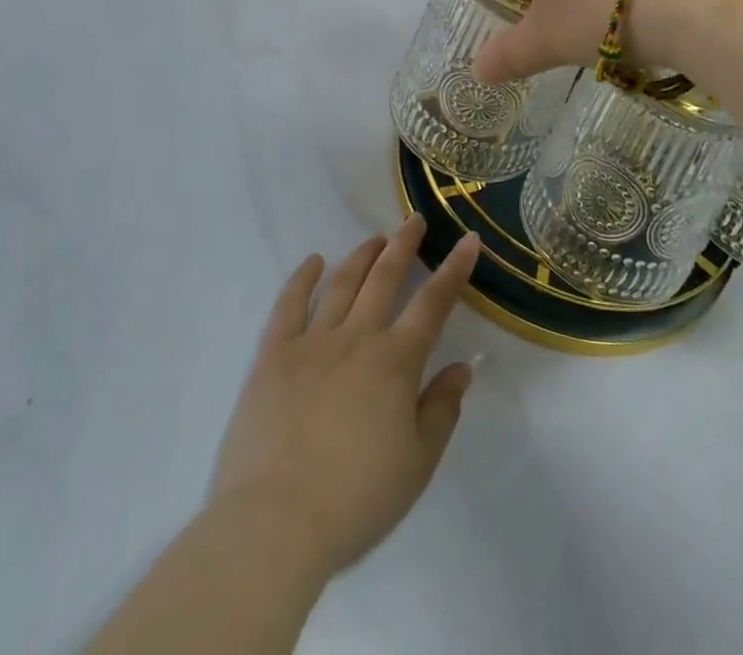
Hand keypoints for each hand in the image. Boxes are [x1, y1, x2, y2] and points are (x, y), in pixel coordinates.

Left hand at [208, 218, 482, 579]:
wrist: (276, 522)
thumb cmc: (356, 499)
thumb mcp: (417, 464)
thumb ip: (442, 409)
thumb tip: (463, 367)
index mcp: (396, 361)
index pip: (433, 303)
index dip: (454, 269)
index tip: (468, 240)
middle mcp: (357, 337)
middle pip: (385, 277)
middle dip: (404, 245)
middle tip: (415, 221)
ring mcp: (312, 340)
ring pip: (342, 283)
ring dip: (362, 255)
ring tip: (375, 239)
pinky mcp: (274, 354)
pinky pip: (289, 304)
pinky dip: (302, 278)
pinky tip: (314, 261)